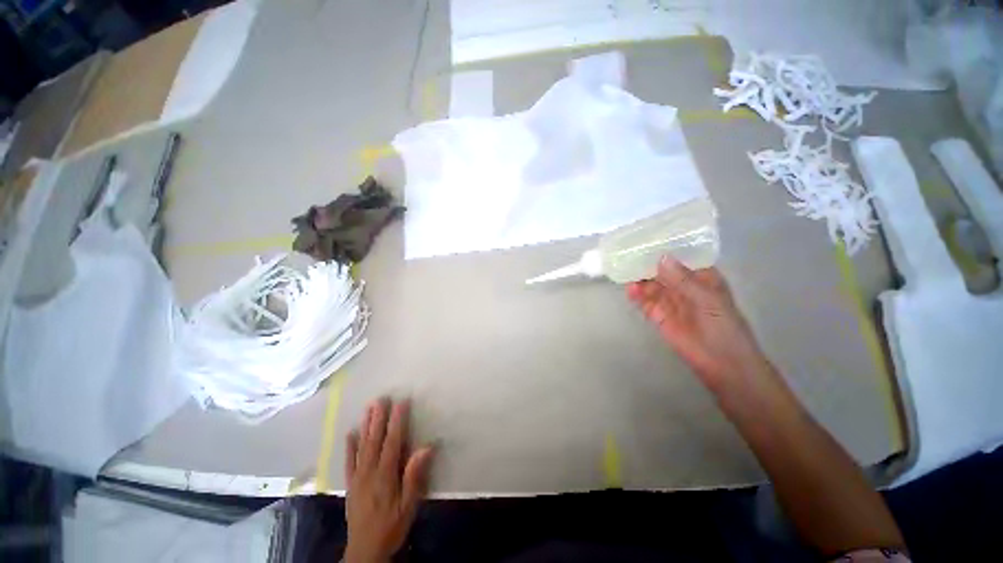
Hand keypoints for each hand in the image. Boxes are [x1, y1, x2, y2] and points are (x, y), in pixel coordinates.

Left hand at [344, 398, 434, 562]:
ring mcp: (358, 477)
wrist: (364, 551)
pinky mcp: (351, 484)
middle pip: (374, 440)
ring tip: (369, 408)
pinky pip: (349, 461)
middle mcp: (369, 472)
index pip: (392, 442)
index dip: (397, 421)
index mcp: (385, 476)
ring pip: (361, 446)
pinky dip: (349, 446)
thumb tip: (424, 448)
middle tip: (381, 398)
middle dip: (379, 418)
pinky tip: (350, 433)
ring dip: (366, 425)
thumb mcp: (408, 506)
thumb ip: (414, 477)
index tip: (401, 403)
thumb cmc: (391, 526)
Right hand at [626, 257, 770, 390]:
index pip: (681, 257)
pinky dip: (636, 295)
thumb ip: (682, 279)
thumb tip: (661, 258)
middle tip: (628, 253)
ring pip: (650, 284)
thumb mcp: (706, 298)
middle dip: (647, 262)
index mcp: (701, 276)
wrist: (720, 362)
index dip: (666, 248)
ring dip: (639, 278)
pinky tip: (630, 289)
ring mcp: (669, 300)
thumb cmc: (722, 326)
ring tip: (625, 271)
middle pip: (661, 270)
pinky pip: (644, 301)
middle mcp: (683, 285)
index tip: (648, 238)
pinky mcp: (657, 315)